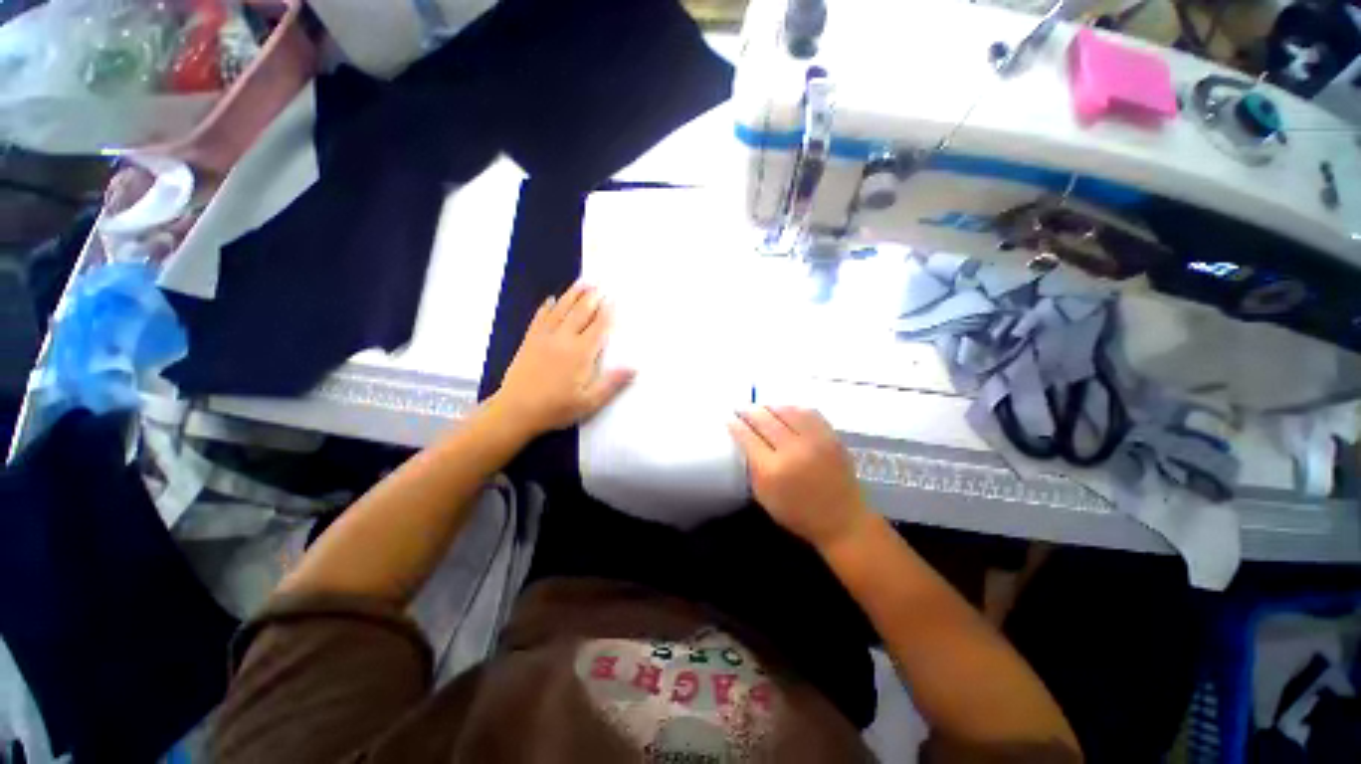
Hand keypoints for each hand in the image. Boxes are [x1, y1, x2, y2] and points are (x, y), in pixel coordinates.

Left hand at [491, 283, 634, 436]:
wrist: (516, 411)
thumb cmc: (556, 408)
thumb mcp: (589, 402)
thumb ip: (611, 383)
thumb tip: (634, 367)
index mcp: (581, 354)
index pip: (598, 328)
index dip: (606, 313)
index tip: (613, 299)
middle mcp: (564, 340)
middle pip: (580, 314)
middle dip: (591, 298)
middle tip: (599, 284)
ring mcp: (544, 338)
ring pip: (561, 311)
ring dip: (572, 295)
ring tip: (582, 282)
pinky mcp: (529, 341)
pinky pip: (539, 318)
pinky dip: (546, 307)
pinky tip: (551, 300)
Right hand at [728, 406, 871, 550]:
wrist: (843, 519)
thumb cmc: (798, 513)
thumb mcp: (765, 497)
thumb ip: (753, 468)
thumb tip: (744, 441)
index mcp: (772, 470)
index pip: (747, 437)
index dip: (735, 424)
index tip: (728, 417)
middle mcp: (793, 450)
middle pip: (764, 419)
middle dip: (748, 410)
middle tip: (739, 407)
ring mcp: (814, 440)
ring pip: (786, 410)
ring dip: (768, 406)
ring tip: (760, 407)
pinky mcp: (831, 436)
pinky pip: (808, 412)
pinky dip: (792, 407)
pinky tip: (784, 409)